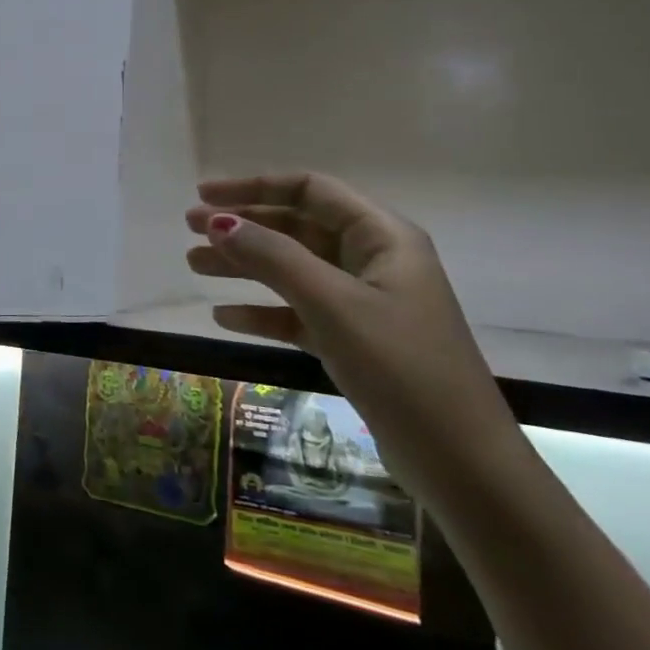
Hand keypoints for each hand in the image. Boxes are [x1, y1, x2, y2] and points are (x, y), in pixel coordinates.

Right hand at [185, 173, 525, 509]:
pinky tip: (223, 318)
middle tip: (189, 230)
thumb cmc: (400, 367)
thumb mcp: (332, 304)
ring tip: (194, 265)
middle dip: (243, 226)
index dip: (253, 187)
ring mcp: (364, 302)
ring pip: (292, 269)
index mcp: (382, 237)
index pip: (309, 190)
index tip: (203, 195)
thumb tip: (218, 222)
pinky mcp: (354, 340)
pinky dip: (262, 311)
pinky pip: (298, 312)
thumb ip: (273, 257)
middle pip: (296, 227)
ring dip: (244, 265)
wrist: (460, 462)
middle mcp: (373, 260)